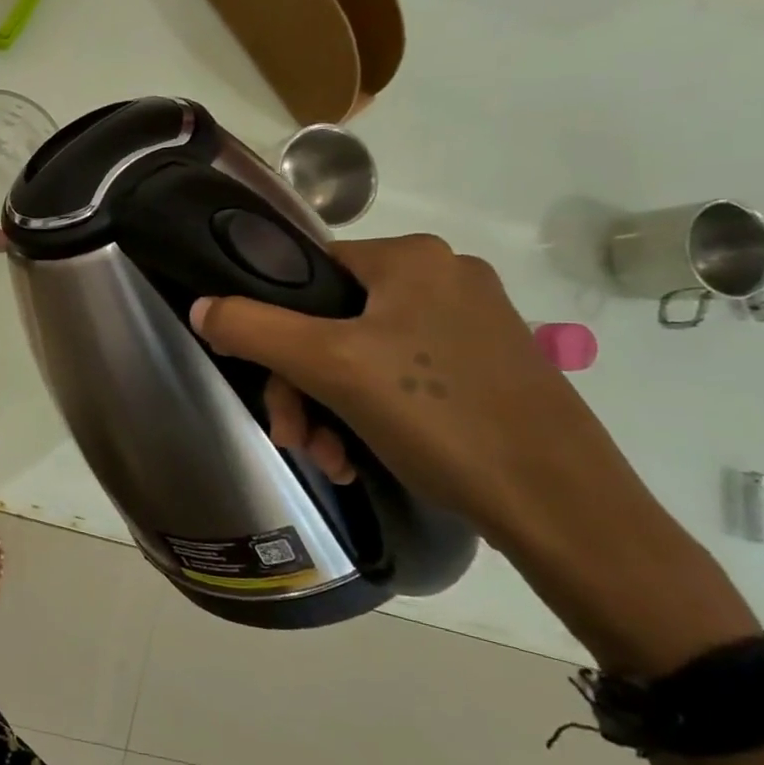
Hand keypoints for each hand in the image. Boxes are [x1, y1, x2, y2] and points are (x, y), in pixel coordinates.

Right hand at [189, 234, 634, 544]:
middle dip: (302, 386)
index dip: (273, 327)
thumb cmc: (439, 417)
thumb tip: (201, 307)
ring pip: (362, 355)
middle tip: (297, 440)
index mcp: (411, 257)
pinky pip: (401, 377)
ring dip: (330, 408)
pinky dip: (370, 414)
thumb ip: (255, 328)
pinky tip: (363, 459)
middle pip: (330, 322)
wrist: (563, 507)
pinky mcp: (487, 366)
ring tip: (332, 460)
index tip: (268, 386)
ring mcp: (471, 323)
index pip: (307, 273)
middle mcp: (444, 277)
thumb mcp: (330, 368)